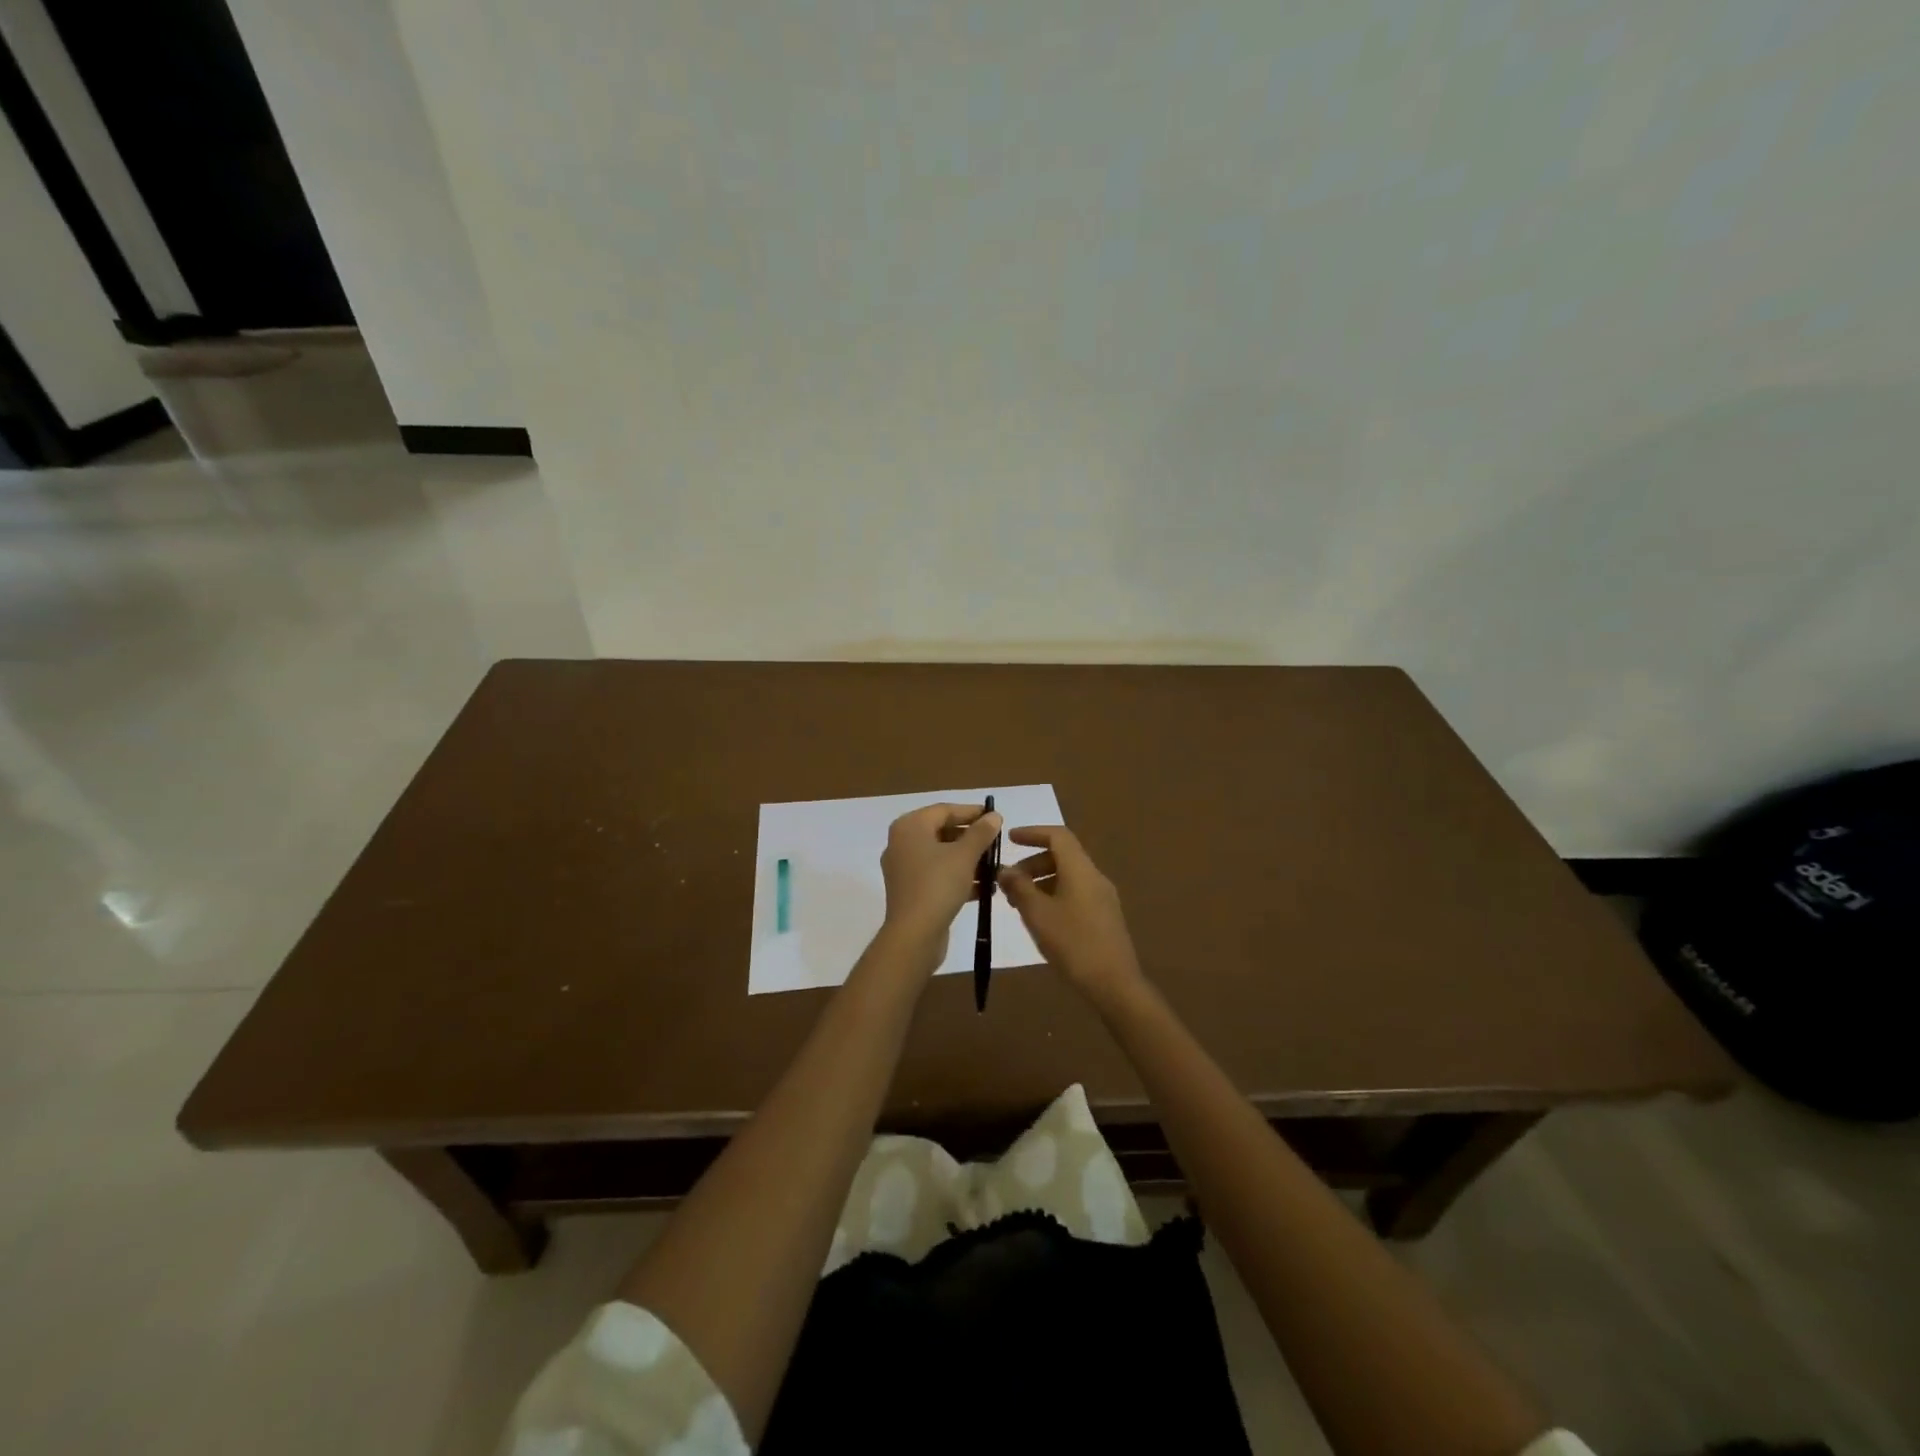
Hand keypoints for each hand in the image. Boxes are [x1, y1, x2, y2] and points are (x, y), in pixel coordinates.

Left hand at [878, 802, 1002, 963]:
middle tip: (997, 842)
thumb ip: (981, 833)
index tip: (995, 817)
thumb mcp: (965, 855)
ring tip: (996, 866)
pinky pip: (938, 876)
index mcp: (909, 827)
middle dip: (972, 838)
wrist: (914, 935)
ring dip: (969, 860)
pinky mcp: (911, 891)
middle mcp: (902, 843)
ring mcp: (904, 869)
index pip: (944, 810)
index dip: (971, 812)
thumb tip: (994, 816)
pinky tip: (984, 887)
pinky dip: (959, 878)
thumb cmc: (938, 885)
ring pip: (942, 856)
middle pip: (942, 832)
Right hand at [997, 825, 1143, 1002]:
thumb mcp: (1037, 914)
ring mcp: (1102, 897)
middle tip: (1008, 882)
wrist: (1114, 983)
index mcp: (1080, 870)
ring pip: (1068, 876)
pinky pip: (1075, 892)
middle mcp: (1094, 877)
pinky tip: (1040, 918)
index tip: (1010, 839)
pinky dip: (1054, 894)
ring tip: (1019, 903)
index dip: (1032, 832)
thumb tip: (1005, 870)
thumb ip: (1019, 887)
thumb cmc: (1072, 943)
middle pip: (1062, 856)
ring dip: (1041, 881)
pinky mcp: (1104, 916)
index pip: (1058, 836)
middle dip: (1032, 863)